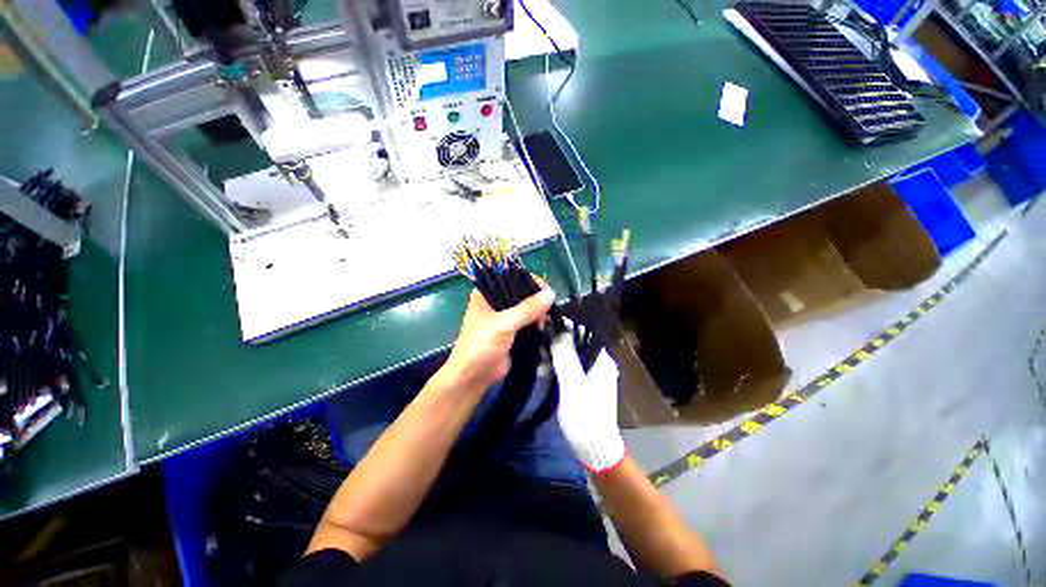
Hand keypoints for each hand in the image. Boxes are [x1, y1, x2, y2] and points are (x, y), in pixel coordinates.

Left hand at [442, 288, 555, 391]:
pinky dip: (537, 322)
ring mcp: (504, 316)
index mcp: (486, 293)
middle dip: (536, 298)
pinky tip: (544, 326)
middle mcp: (495, 301)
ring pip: (527, 307)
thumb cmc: (481, 346)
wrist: (473, 377)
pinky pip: (528, 321)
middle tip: (547, 308)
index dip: (529, 280)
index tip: (546, 290)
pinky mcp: (512, 330)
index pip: (511, 277)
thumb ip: (527, 309)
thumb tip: (550, 294)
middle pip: (521, 291)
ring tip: (544, 320)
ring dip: (538, 311)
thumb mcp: (503, 325)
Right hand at [550, 336, 626, 472]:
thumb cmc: (586, 416)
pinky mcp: (583, 386)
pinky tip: (544, 373)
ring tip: (539, 363)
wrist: (594, 449)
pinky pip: (569, 370)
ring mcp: (592, 376)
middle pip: (576, 345)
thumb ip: (566, 357)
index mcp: (602, 361)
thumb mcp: (573, 385)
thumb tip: (559, 331)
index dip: (565, 328)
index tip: (546, 327)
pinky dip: (557, 370)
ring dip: (554, 358)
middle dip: (557, 344)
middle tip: (539, 347)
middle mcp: (599, 364)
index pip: (584, 334)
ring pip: (571, 357)